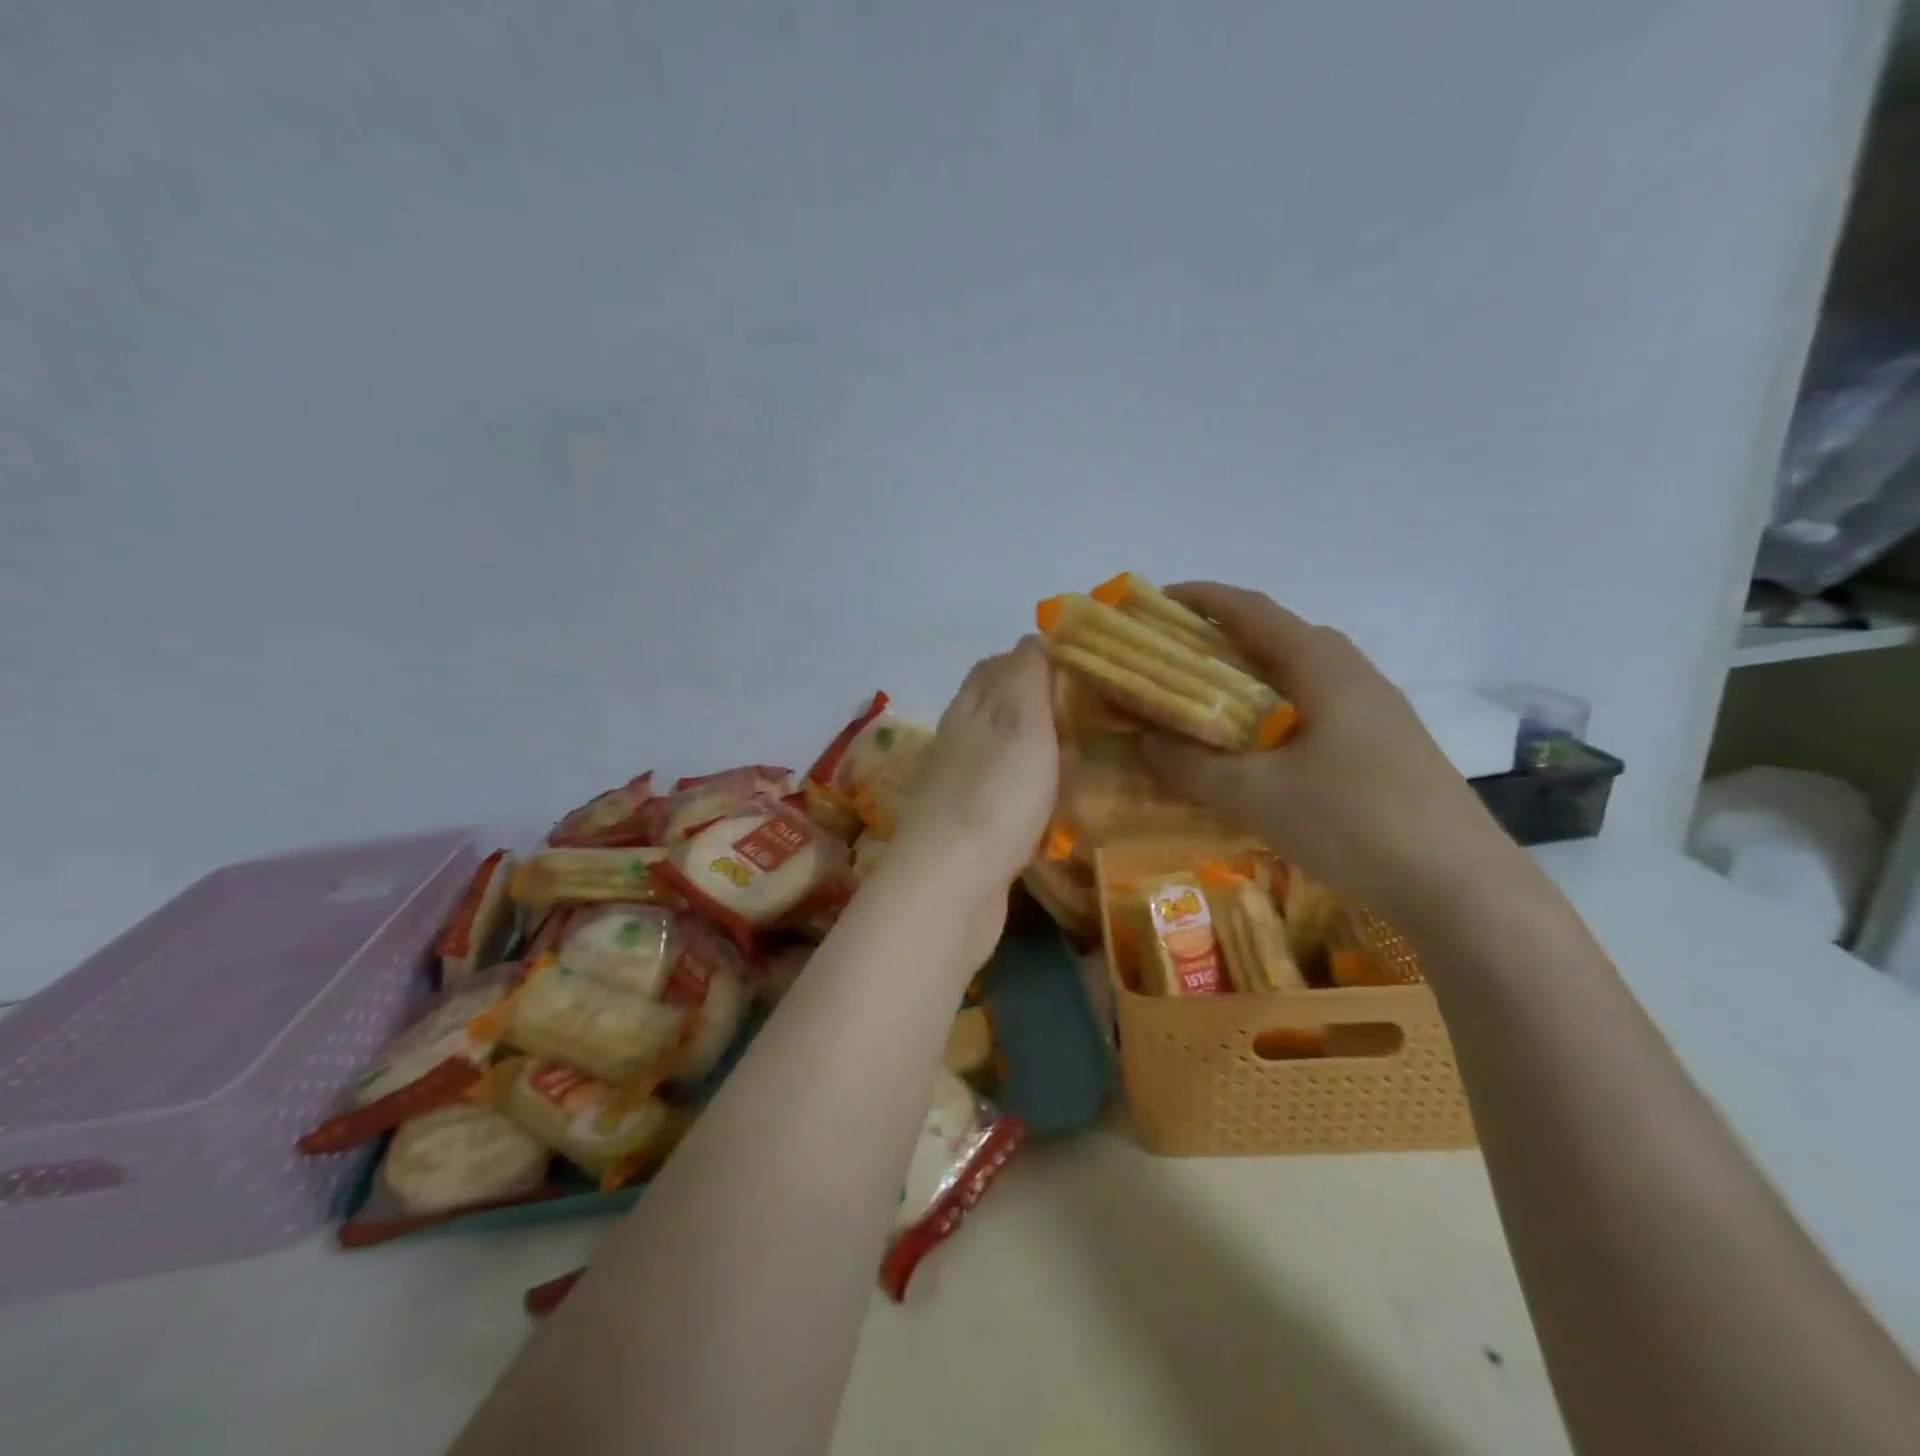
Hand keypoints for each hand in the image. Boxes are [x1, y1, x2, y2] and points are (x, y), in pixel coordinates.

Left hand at [889, 636, 1059, 910]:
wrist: (952, 885)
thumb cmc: (994, 795)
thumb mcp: (1019, 719)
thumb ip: (1027, 675)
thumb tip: (1036, 636)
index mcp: (970, 708)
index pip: (1000, 665)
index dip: (1040, 658)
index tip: (1086, 668)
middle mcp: (959, 740)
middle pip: (999, 708)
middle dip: (1041, 703)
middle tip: (1093, 713)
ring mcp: (961, 786)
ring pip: (1004, 752)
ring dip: (1039, 748)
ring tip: (1085, 755)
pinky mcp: (970, 827)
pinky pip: (1006, 793)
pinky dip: (1032, 789)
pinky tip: (1056, 803)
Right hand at [1138, 583, 1515, 918]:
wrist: (1460, 885)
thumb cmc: (1351, 821)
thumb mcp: (1255, 795)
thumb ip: (1190, 765)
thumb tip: (1144, 741)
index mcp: (1321, 666)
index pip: (1252, 610)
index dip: (1201, 599)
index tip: (1156, 604)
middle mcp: (1352, 674)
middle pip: (1278, 637)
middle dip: (1221, 639)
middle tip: (1174, 663)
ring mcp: (1376, 710)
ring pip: (1300, 675)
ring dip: (1250, 679)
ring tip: (1208, 706)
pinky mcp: (1385, 744)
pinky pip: (1316, 707)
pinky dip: (1274, 711)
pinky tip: (1260, 752)